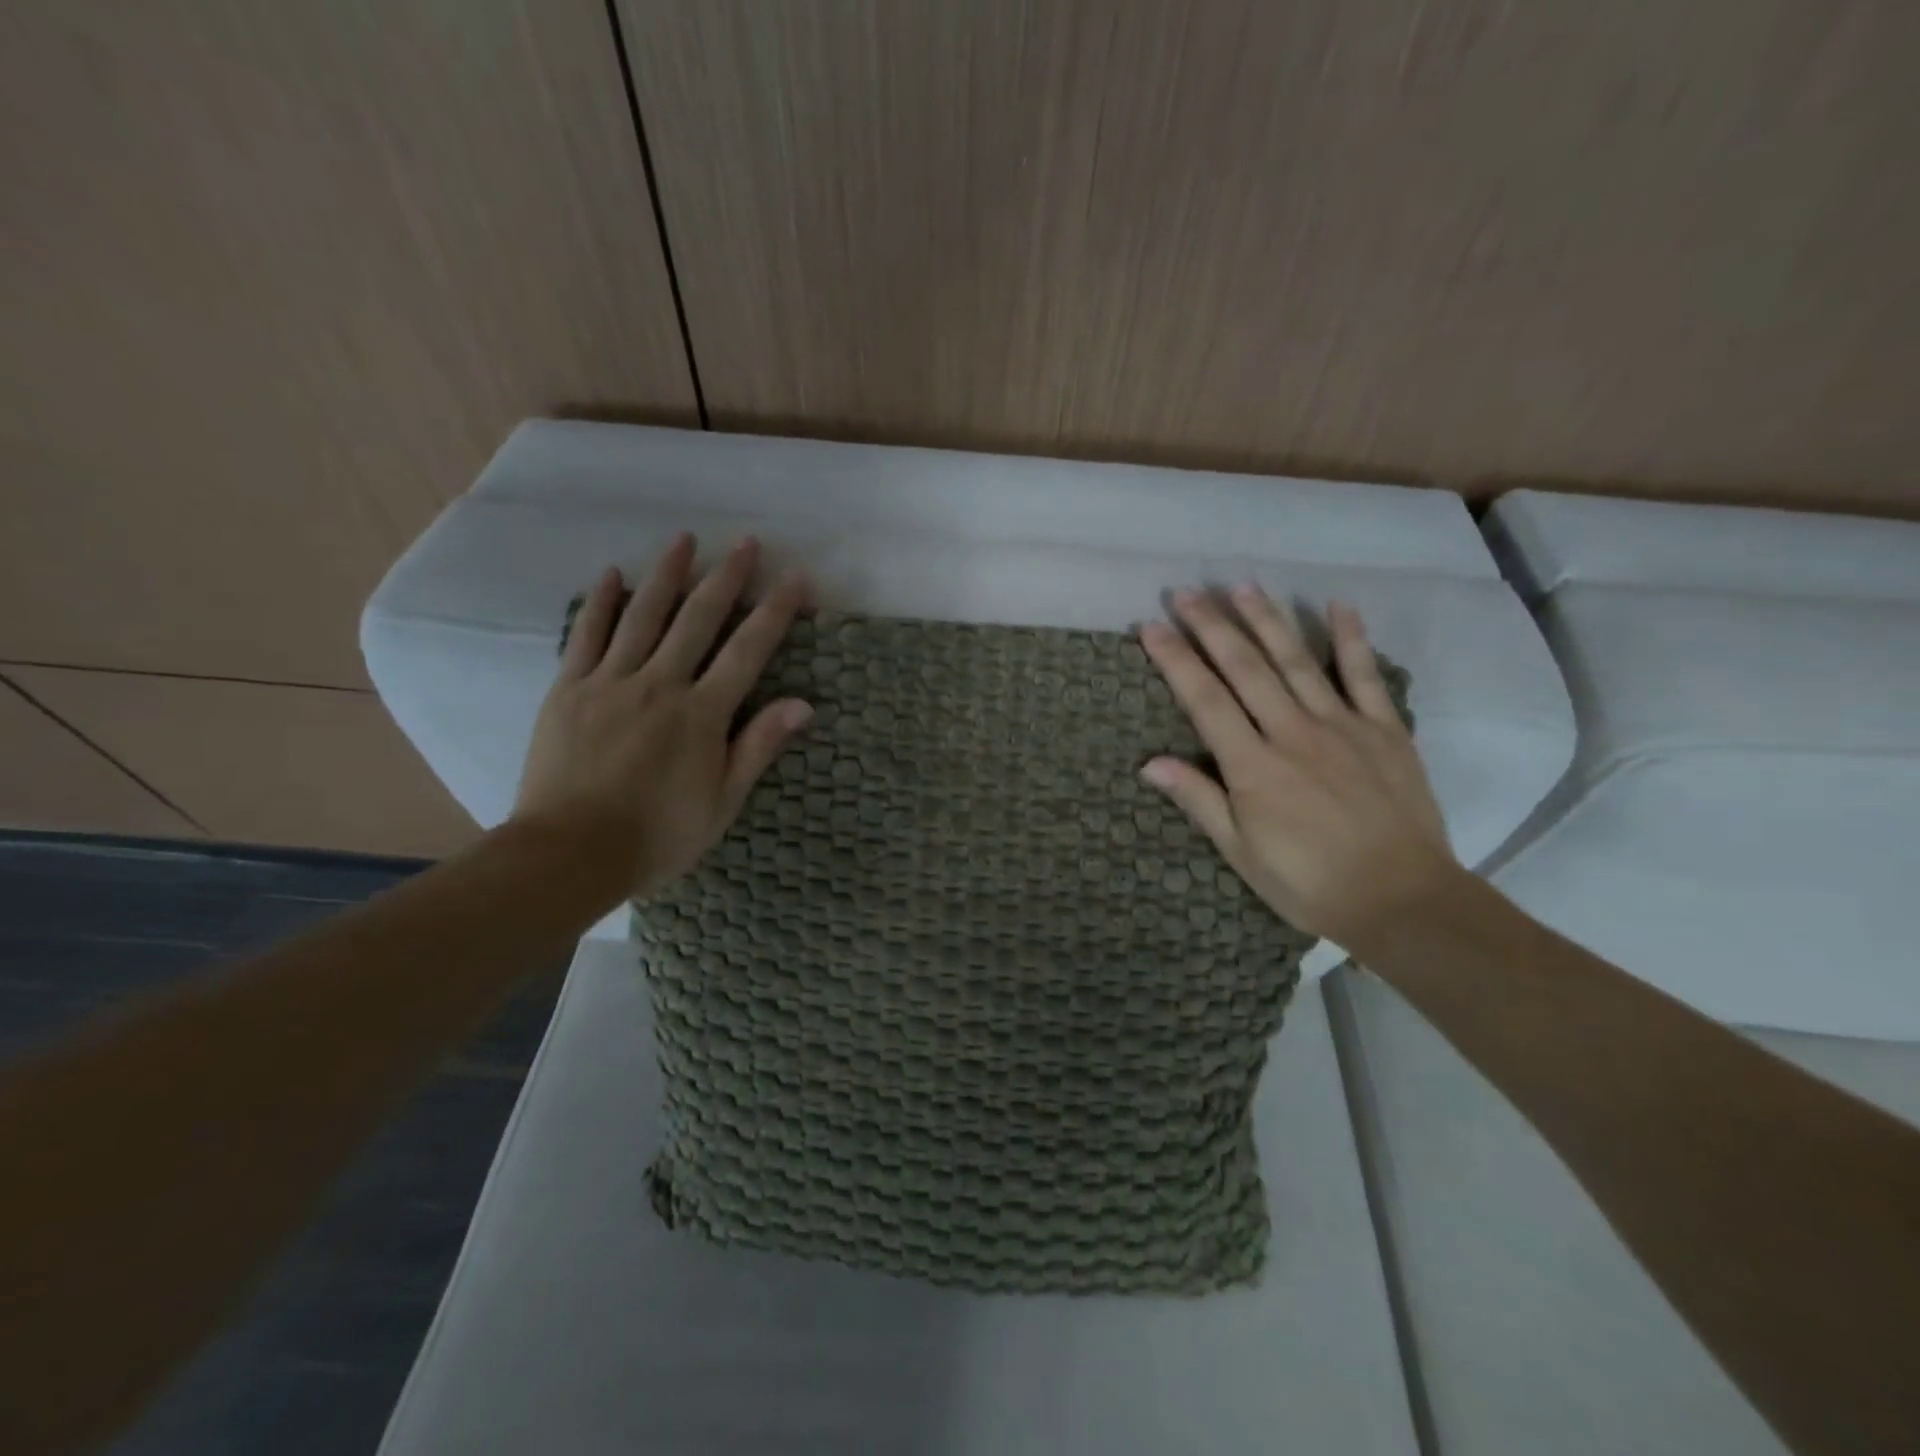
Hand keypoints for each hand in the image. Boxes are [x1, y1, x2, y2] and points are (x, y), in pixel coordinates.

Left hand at [512, 534, 812, 897]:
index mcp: (702, 714)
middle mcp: (660, 685)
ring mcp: (610, 682)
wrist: (569, 853)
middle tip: (746, 542)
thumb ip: (758, 747)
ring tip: (685, 539)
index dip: (775, 612)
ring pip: (644, 616)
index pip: (747, 651)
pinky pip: (586, 636)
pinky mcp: (568, 689)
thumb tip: (803, 704)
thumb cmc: (658, 835)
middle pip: (698, 620)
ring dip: (668, 574)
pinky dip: (601, 603)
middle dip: (727, 578)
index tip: (795, 578)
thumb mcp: (723, 802)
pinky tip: (612, 575)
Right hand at [1138, 586, 1459, 951]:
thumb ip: (1199, 800)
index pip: (1204, 700)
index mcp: (1253, 766)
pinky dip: (1351, 639)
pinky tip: (1338, 605)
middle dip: (1212, 626)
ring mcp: (1342, 726)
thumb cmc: (1309, 883)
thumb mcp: (1241, 852)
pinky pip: (1365, 676)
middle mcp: (1292, 733)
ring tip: (1241, 585)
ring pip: (1296, 661)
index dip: (1175, 660)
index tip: (1152, 625)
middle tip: (1187, 591)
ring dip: (1267, 620)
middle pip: (1245, 668)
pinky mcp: (1385, 730)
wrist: (1402, 900)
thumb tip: (1149, 763)